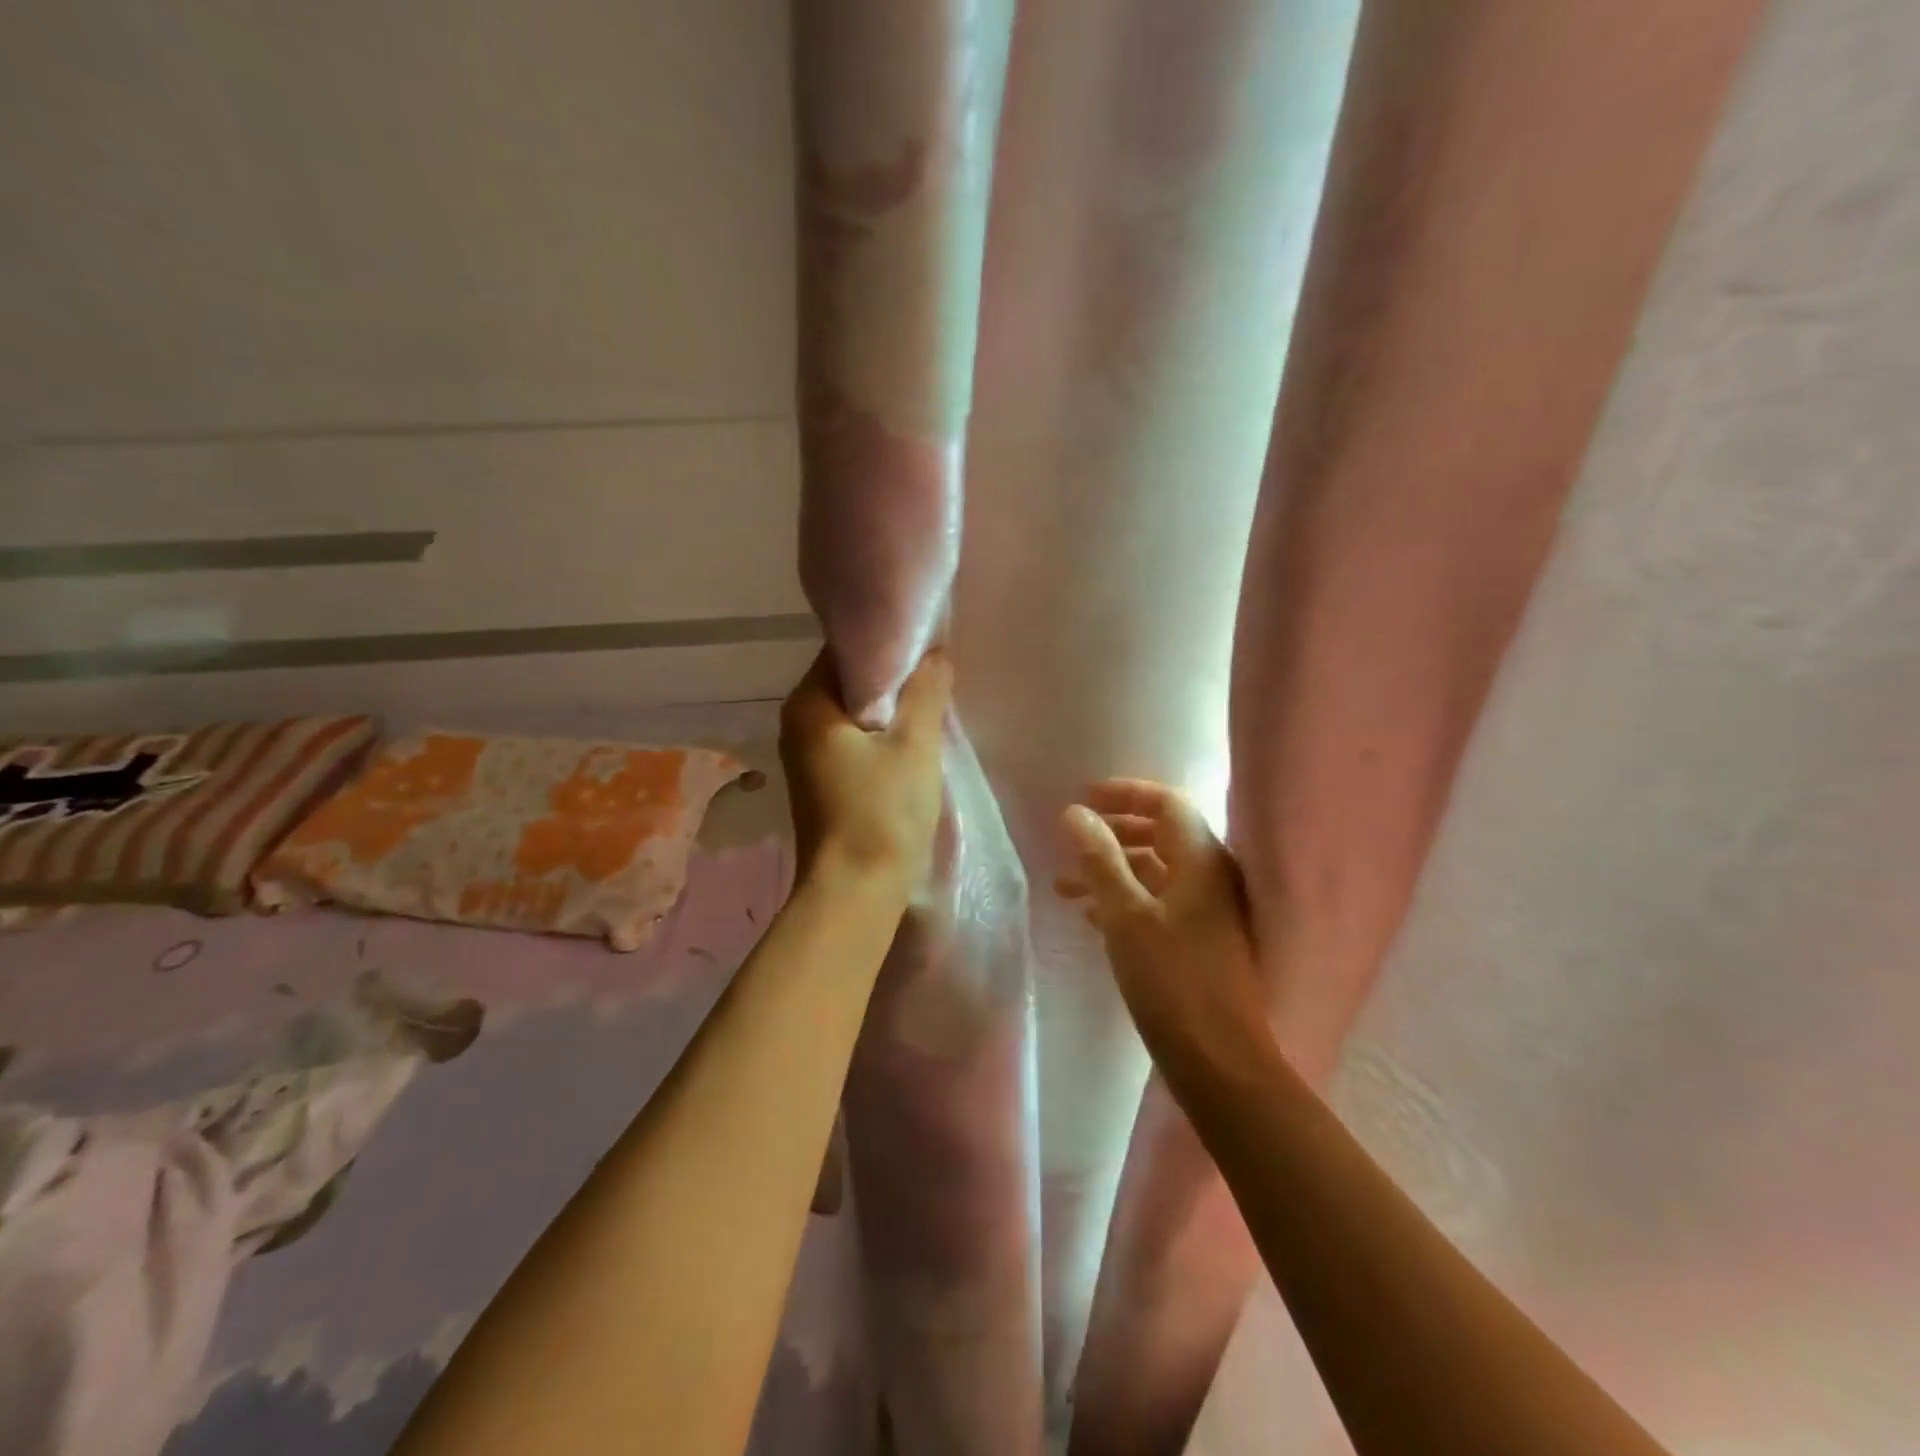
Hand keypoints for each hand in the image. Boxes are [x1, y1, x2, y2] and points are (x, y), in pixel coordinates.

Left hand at [780, 648, 951, 897]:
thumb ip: (925, 691)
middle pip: (849, 682)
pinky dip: (879, 737)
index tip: (927, 649)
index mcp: (808, 703)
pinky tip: (909, 746)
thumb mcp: (914, 744)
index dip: (889, 644)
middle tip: (936, 680)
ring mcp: (805, 756)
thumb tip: (935, 652)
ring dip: (889, 711)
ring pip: (853, 715)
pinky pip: (851, 742)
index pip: (846, 650)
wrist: (854, 892)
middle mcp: (797, 723)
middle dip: (893, 679)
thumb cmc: (882, 812)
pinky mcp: (820, 782)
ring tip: (929, 710)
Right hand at [1057, 779, 1273, 1078]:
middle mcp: (1210, 877)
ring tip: (1063, 884)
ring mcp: (1207, 911)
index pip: (1167, 804)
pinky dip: (1123, 899)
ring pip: (1154, 872)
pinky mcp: (1198, 941)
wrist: (1218, 1060)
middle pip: (1160, 835)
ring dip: (1111, 870)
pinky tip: (1089, 915)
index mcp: (1201, 860)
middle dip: (1113, 832)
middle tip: (1071, 837)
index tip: (1084, 797)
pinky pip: (1156, 903)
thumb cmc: (1171, 979)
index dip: (1126, 794)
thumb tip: (1074, 813)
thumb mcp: (1126, 914)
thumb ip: (1100, 859)